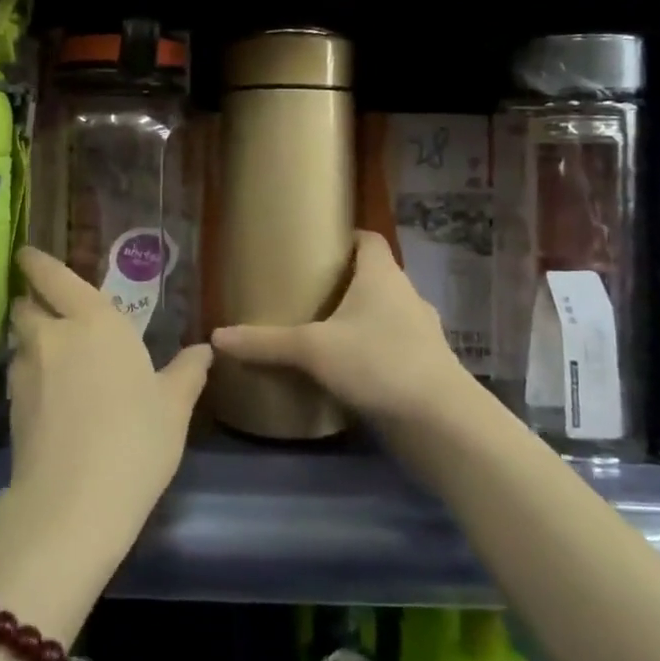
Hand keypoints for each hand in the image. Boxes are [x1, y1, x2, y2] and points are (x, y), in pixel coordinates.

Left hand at [5, 247, 211, 547]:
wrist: (74, 502)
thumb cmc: (136, 440)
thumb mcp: (174, 407)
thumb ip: (187, 372)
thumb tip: (204, 350)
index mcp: (95, 321)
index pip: (54, 276)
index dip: (37, 262)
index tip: (27, 254)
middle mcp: (54, 335)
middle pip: (25, 305)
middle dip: (31, 302)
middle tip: (48, 310)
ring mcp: (26, 371)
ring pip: (18, 340)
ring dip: (28, 339)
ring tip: (49, 354)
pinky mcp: (11, 406)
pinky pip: (16, 374)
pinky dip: (27, 373)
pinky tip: (46, 394)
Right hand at [211, 230, 470, 426]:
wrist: (442, 422)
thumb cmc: (378, 363)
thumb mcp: (313, 350)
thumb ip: (266, 343)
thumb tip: (217, 337)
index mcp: (382, 276)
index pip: (369, 239)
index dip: (345, 238)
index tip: (316, 246)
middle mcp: (406, 296)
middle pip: (375, 277)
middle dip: (344, 282)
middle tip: (306, 292)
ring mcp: (421, 333)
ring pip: (385, 315)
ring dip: (360, 320)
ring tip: (322, 332)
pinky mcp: (425, 367)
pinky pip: (393, 347)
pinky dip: (372, 352)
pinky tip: (347, 371)